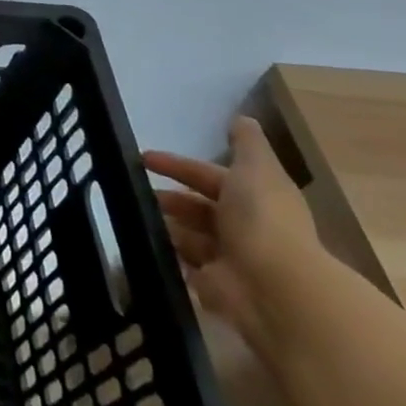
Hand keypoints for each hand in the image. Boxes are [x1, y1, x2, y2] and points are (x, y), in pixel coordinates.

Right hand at [143, 116, 322, 355]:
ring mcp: (229, 258)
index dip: (178, 165)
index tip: (143, 158)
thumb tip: (242, 118)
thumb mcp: (256, 169)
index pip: (209, 176)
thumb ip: (248, 144)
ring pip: (189, 234)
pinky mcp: (214, 286)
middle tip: (132, 189)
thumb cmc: (263, 220)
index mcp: (254, 198)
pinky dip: (167, 253)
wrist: (274, 286)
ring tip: (132, 214)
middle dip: (169, 198)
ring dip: (165, 224)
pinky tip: (142, 240)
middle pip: (198, 207)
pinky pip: (184, 264)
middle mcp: (244, 227)